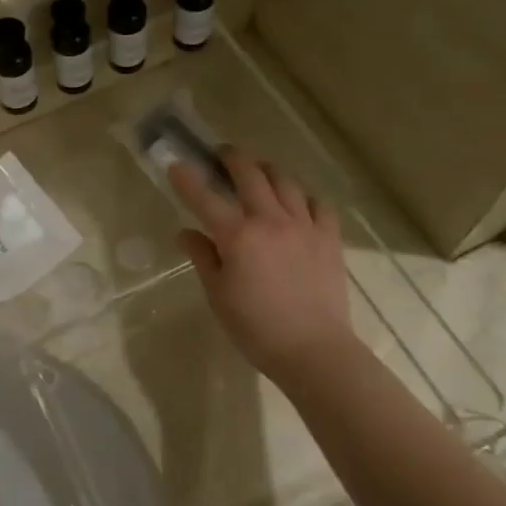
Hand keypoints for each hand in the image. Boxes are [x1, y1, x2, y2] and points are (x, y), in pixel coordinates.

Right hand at [171, 148, 356, 386]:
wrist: (313, 350)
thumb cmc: (256, 328)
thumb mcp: (218, 295)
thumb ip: (203, 257)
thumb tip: (186, 232)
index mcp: (237, 236)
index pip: (205, 198)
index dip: (187, 179)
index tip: (177, 164)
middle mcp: (270, 220)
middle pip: (250, 174)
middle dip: (232, 158)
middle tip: (222, 154)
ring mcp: (303, 226)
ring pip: (285, 182)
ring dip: (267, 170)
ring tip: (259, 170)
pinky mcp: (329, 238)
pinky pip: (318, 204)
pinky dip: (303, 196)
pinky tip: (297, 202)